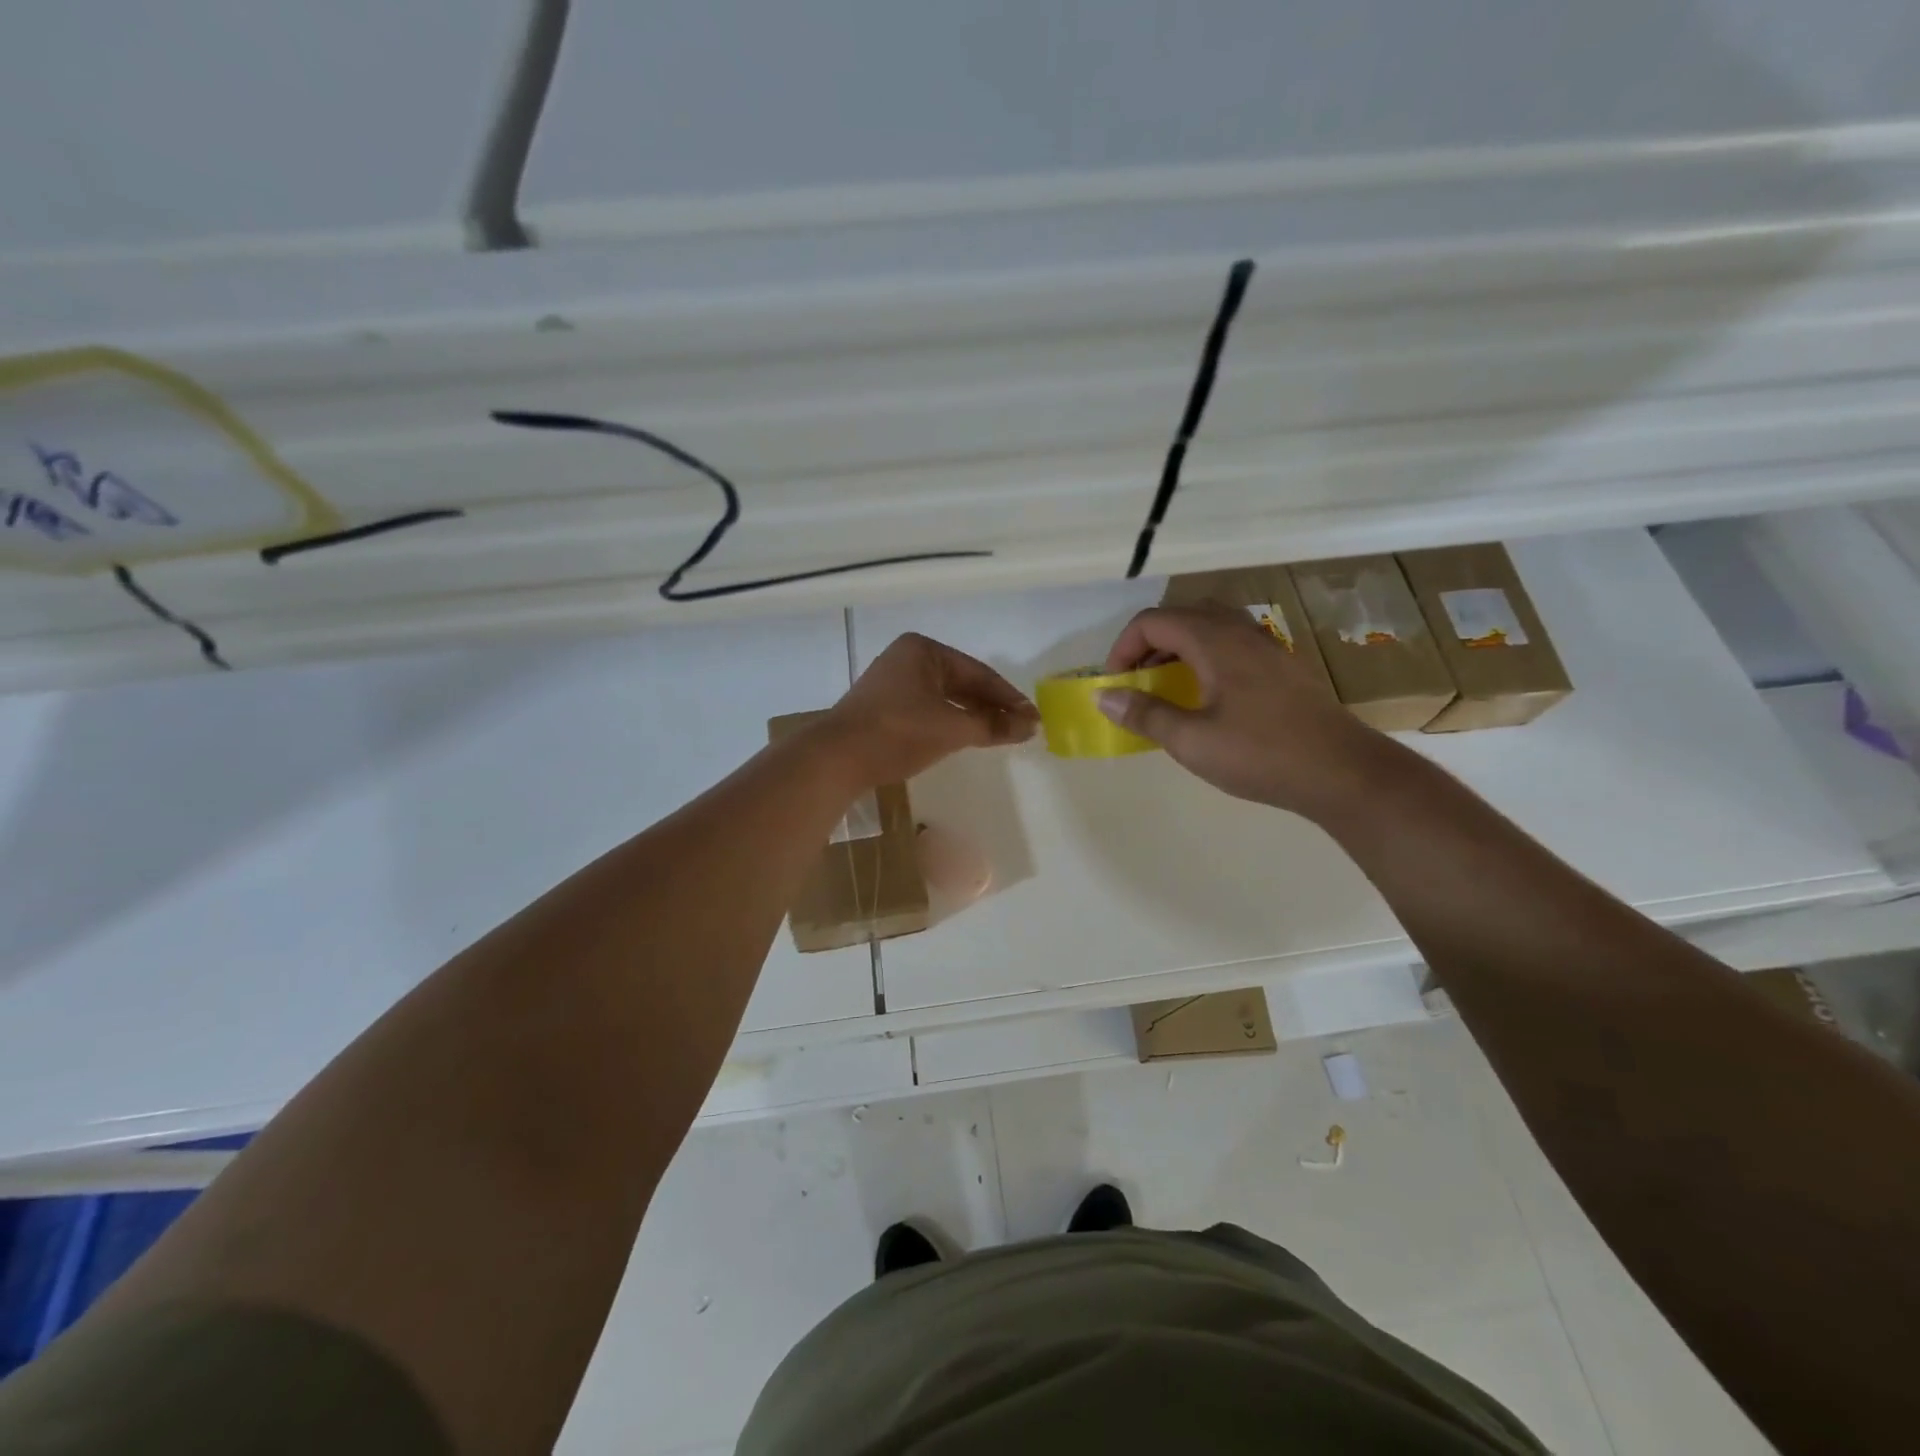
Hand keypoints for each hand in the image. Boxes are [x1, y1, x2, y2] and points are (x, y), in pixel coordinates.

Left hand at [826, 633, 1038, 784]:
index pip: (978, 672)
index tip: (1033, 719)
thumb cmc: (898, 732)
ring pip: (944, 698)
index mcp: (924, 650)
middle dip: (991, 707)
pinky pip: (927, 709)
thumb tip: (1030, 726)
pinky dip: (949, 722)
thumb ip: (992, 725)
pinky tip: (964, 737)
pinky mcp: (882, 707)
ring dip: (971, 716)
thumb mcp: (952, 728)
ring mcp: (892, 682)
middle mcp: (907, 659)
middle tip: (1020, 729)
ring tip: (999, 735)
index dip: (1008, 698)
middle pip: (961, 683)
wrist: (836, 759)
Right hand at [1098, 605, 1384, 814]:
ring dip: (1178, 649)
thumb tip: (1104, 696)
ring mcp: (1267, 647)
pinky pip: (1232, 644)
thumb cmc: (1261, 754)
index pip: (1153, 621)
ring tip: (1167, 686)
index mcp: (1215, 641)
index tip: (1116, 683)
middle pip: (1182, 616)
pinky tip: (1207, 697)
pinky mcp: (1283, 666)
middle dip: (1148, 644)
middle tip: (1137, 680)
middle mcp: (1241, 632)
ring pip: (1210, 627)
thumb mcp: (1192, 741)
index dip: (1124, 647)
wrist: (1343, 771)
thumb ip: (1145, 714)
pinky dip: (1205, 657)